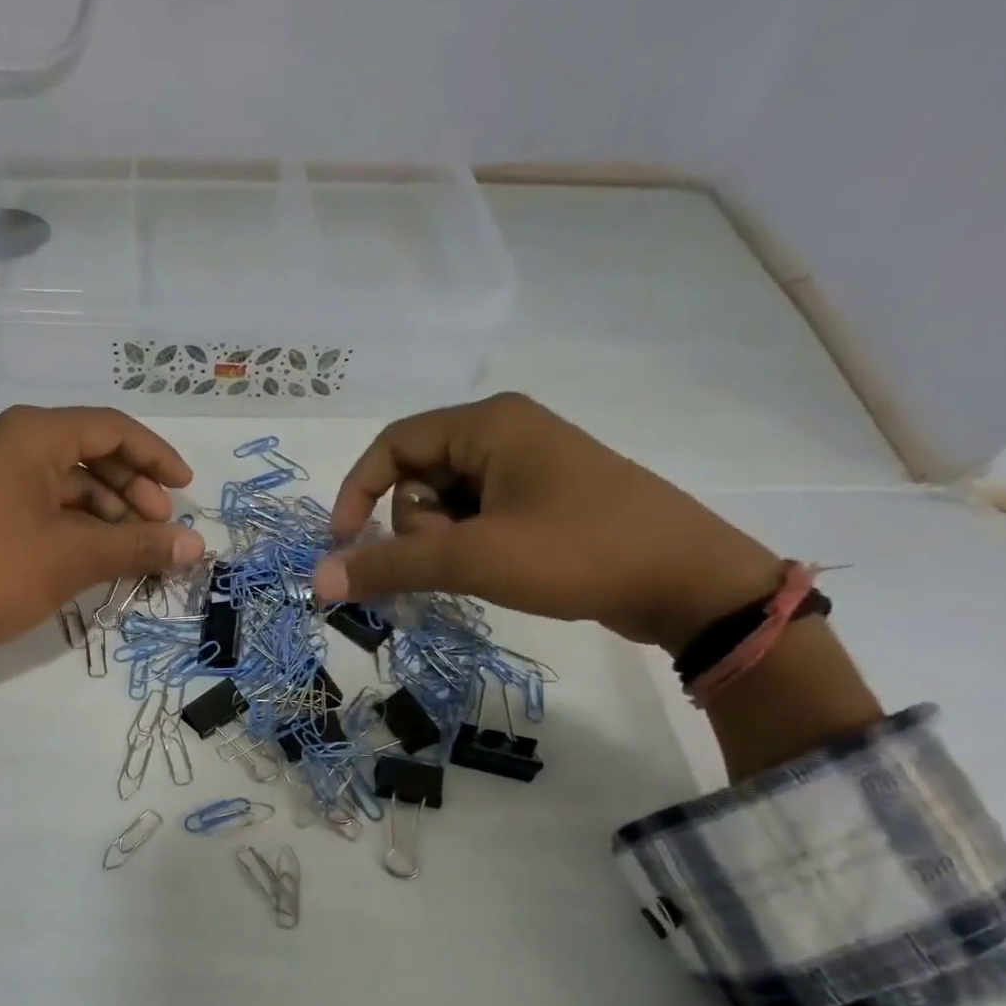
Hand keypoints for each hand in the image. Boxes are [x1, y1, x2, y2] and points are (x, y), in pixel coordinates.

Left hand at [0, 406, 203, 717]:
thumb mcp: (75, 559)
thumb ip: (140, 545)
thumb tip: (199, 546)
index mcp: (29, 433)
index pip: (110, 428)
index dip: (156, 457)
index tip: (187, 489)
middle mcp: (5, 436)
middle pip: (87, 449)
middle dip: (131, 488)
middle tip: (159, 528)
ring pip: (64, 476)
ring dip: (104, 508)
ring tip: (130, 548)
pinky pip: (39, 495)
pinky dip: (73, 519)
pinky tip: (93, 551)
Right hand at [313, 393, 784, 651]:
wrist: (686, 582)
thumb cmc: (576, 552)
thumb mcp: (472, 558)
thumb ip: (390, 565)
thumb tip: (318, 579)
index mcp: (487, 423)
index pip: (391, 446)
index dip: (357, 493)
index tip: (345, 545)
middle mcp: (502, 434)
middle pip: (416, 477)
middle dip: (420, 526)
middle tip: (459, 556)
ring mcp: (523, 468)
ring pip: (444, 504)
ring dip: (445, 543)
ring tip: (488, 566)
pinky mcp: (538, 500)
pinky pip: (474, 518)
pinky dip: (467, 547)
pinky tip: (497, 570)